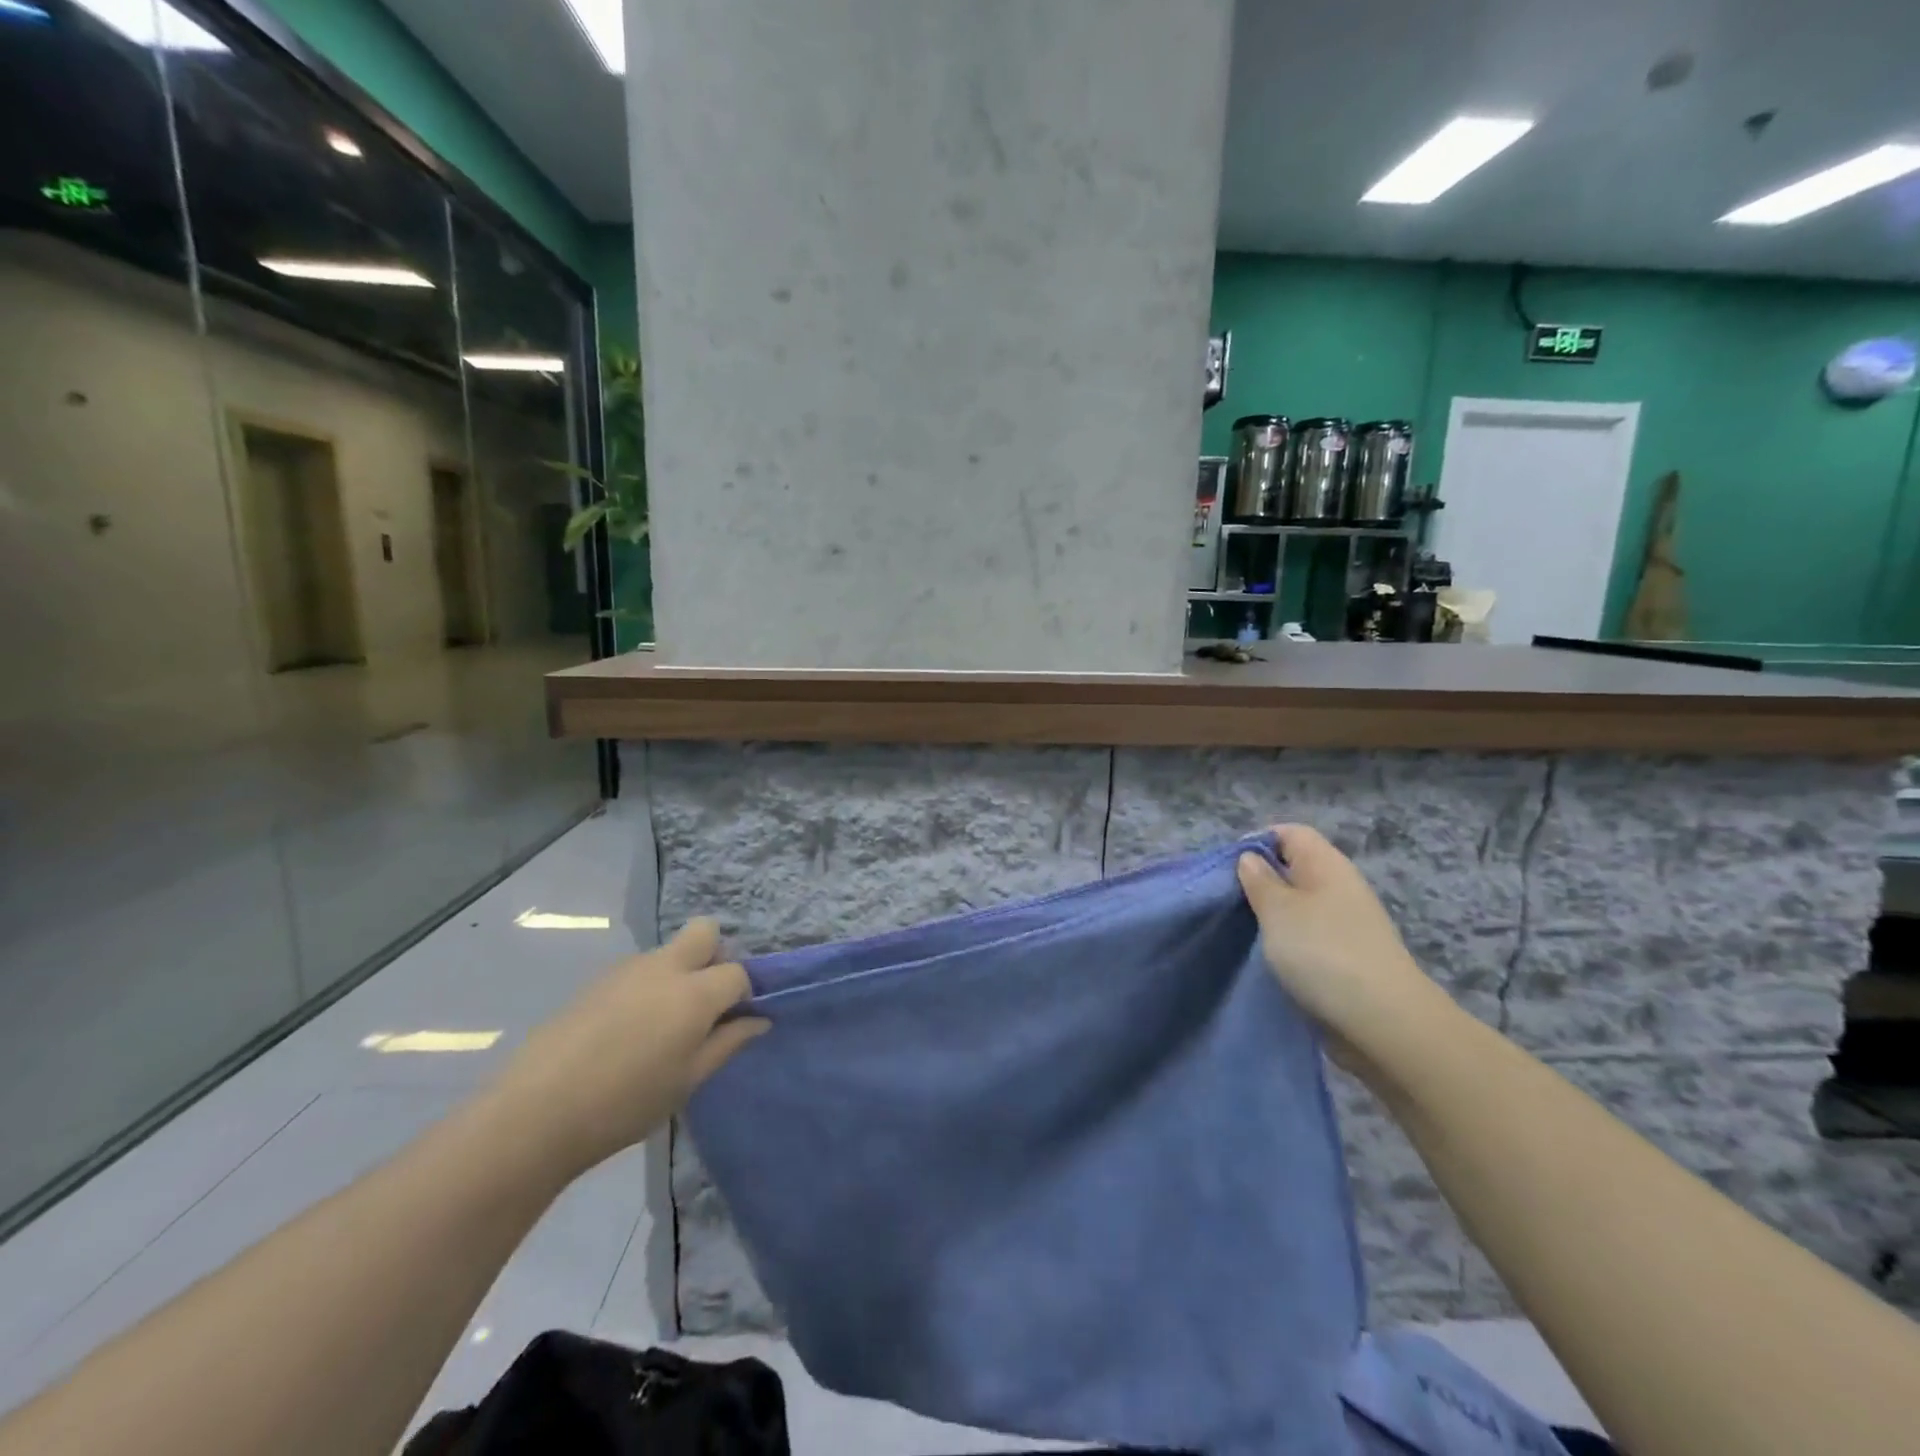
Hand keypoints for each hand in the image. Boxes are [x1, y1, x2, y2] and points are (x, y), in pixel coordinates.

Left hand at [486, 919, 768, 1180]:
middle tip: (704, 1003)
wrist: (536, 1113)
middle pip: (705, 932)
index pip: (738, 973)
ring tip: (660, 1028)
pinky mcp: (596, 981)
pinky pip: (638, 971)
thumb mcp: (688, 1080)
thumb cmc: (626, 1103)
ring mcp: (627, 969)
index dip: (744, 994)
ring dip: (679, 974)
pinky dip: (647, 988)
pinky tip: (626, 1033)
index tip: (736, 1021)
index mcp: (695, 992)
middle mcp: (665, 967)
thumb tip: (759, 1020)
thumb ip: (728, 1043)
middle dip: (715, 956)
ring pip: (669, 953)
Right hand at [1236, 826, 1446, 1061]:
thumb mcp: (1277, 909)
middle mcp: (1339, 886)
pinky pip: (1308, 935)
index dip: (1256, 842)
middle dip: (1259, 881)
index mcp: (1326, 864)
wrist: (1383, 1022)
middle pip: (1293, 868)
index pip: (1289, 833)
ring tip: (1242, 931)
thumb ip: (1258, 880)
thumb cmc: (1323, 952)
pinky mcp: (1346, 956)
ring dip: (1271, 915)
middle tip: (1229, 901)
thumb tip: (1250, 858)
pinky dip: (1287, 942)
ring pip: (1299, 904)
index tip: (1229, 868)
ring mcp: (1346, 923)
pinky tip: (1268, 957)